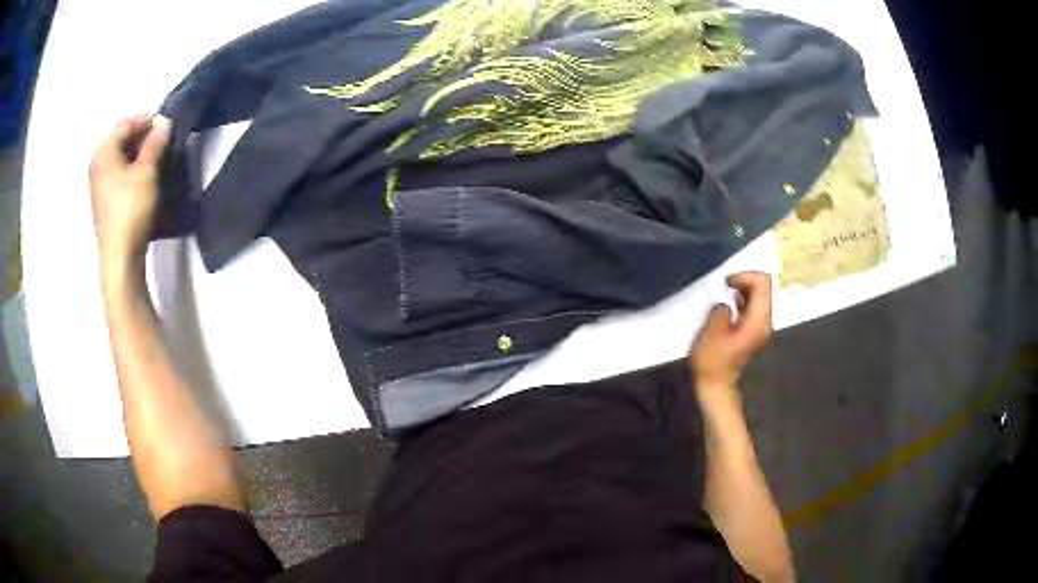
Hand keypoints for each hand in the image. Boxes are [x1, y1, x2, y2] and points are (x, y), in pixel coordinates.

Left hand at [89, 115, 170, 272]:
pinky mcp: (104, 202)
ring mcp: (98, 185)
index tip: (165, 124)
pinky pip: (118, 174)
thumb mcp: (146, 172)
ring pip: (120, 158)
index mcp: (103, 153)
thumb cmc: (131, 209)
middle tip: (162, 141)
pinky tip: (145, 176)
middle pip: (121, 141)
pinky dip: (131, 169)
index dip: (146, 121)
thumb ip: (155, 144)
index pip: (125, 125)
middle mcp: (97, 165)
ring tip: (157, 158)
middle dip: (142, 138)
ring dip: (138, 154)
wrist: (120, 257)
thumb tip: (163, 123)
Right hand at [689, 272, 772, 390]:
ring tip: (725, 293)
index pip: (763, 283)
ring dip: (743, 290)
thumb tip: (726, 305)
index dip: (745, 276)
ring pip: (759, 296)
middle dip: (745, 280)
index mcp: (758, 319)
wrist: (716, 385)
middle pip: (763, 287)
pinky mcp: (753, 331)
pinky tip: (729, 304)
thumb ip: (721, 309)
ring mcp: (760, 327)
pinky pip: (753, 307)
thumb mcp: (712, 330)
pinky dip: (743, 300)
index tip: (726, 283)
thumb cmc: (712, 360)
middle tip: (724, 284)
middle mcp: (765, 321)